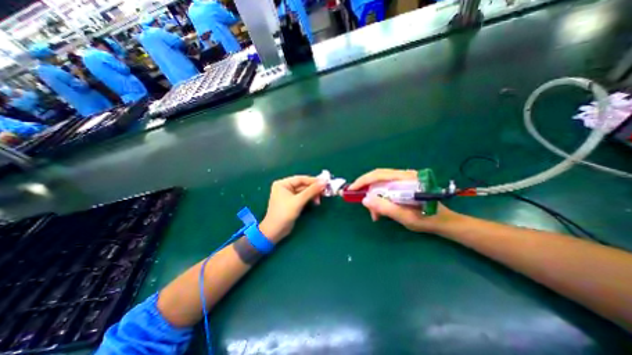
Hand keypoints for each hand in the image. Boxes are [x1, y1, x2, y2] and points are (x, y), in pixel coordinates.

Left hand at [259, 177, 325, 241]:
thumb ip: (311, 191)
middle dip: (314, 189)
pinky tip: (316, 202)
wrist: (275, 231)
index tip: (325, 182)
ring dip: (313, 195)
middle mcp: (285, 187)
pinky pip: (303, 197)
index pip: (301, 179)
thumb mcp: (298, 201)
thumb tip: (324, 182)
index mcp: (283, 183)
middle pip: (303, 185)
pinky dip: (310, 199)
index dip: (313, 180)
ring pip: (304, 191)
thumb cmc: (284, 214)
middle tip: (325, 192)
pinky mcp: (292, 202)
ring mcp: (289, 195)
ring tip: (320, 200)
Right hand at [348, 168, 462, 232]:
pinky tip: (381, 211)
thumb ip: (385, 208)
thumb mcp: (405, 217)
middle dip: (368, 191)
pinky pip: (385, 188)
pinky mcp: (403, 185)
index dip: (363, 181)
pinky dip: (380, 199)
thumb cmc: (427, 219)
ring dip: (374, 198)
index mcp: (407, 179)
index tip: (351, 190)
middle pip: (378, 178)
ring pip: (380, 184)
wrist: (444, 222)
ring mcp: (403, 180)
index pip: (379, 174)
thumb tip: (365, 200)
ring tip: (375, 214)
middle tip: (364, 206)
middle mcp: (404, 175)